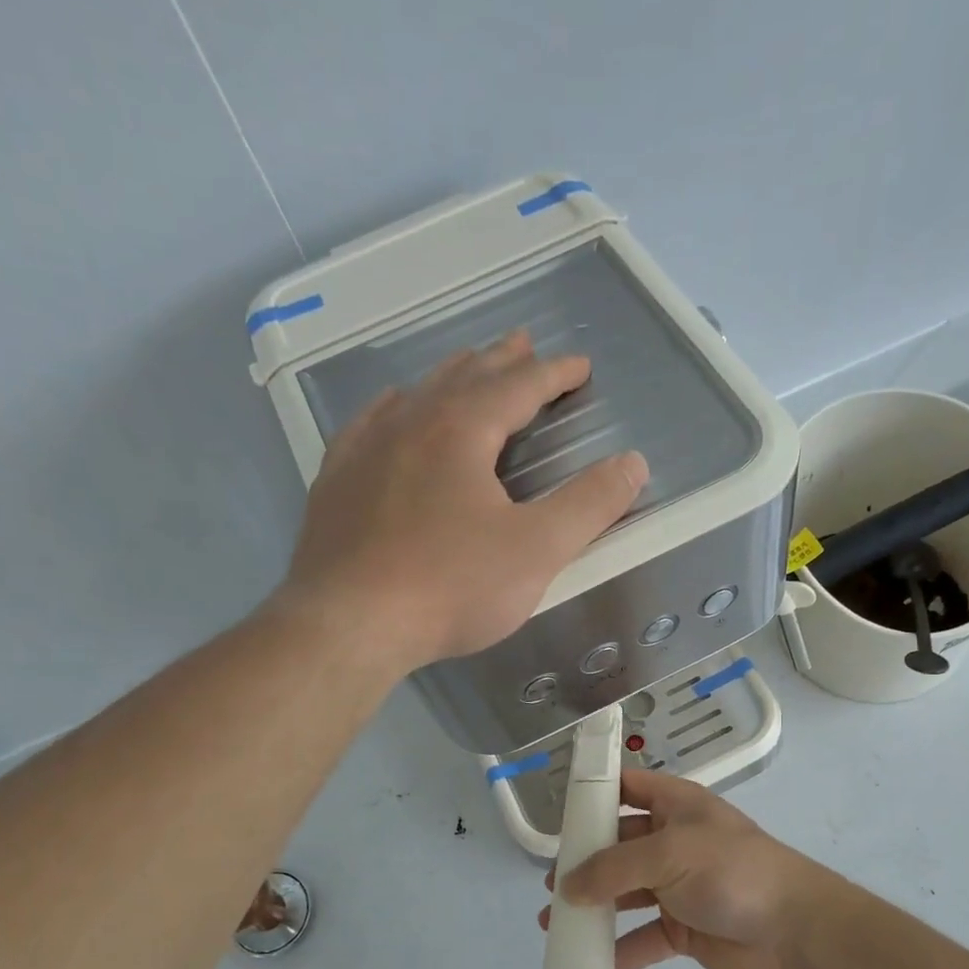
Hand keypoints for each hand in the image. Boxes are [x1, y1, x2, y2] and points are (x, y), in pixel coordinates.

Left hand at [277, 330, 647, 671]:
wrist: (347, 625)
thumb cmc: (450, 587)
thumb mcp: (537, 550)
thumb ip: (589, 505)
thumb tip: (632, 463)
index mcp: (461, 431)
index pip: (517, 386)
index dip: (553, 374)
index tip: (579, 366)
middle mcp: (410, 424)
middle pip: (464, 378)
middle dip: (500, 361)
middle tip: (523, 344)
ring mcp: (364, 450)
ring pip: (415, 395)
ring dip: (450, 377)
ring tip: (468, 368)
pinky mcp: (336, 483)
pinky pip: (368, 424)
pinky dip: (394, 408)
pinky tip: (392, 410)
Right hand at [540, 769, 838, 968]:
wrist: (793, 928)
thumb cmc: (730, 871)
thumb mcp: (668, 855)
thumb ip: (613, 869)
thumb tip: (566, 887)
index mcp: (676, 806)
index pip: (628, 788)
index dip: (595, 795)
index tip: (560, 814)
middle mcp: (673, 842)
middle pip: (619, 845)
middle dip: (585, 862)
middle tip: (552, 882)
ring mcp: (679, 887)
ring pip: (626, 894)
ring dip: (593, 907)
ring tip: (553, 922)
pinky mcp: (684, 928)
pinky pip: (642, 937)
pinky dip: (618, 949)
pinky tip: (589, 961)